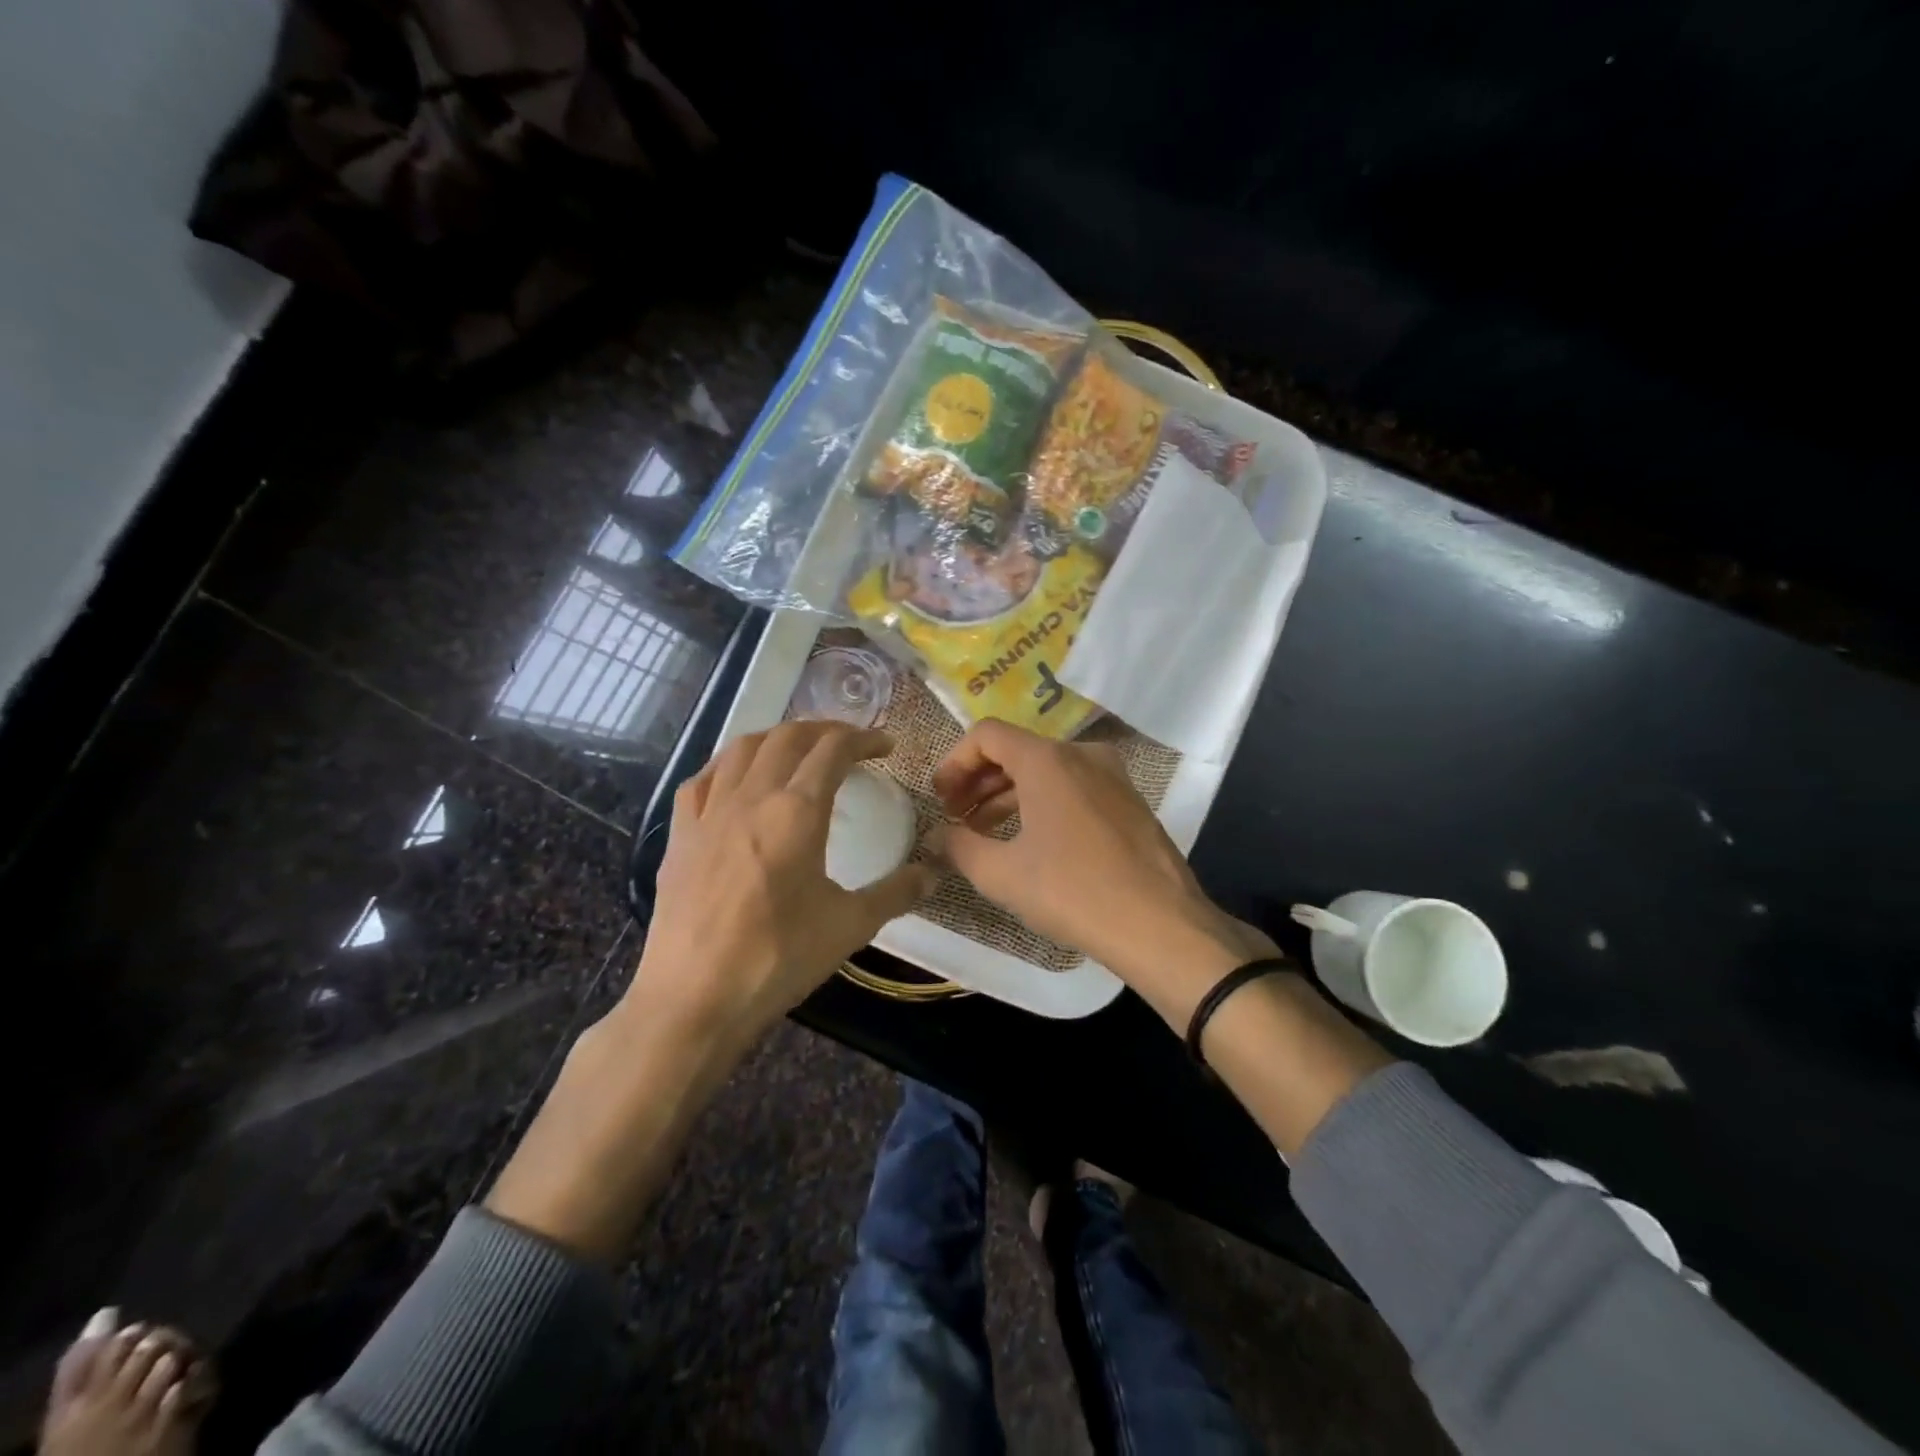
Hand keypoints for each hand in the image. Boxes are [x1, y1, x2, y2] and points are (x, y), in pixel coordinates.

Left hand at [487, 722, 933, 1259]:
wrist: (694, 999)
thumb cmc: (778, 959)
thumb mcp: (849, 927)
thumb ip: (895, 893)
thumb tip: (932, 873)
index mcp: (797, 811)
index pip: (833, 750)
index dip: (863, 738)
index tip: (885, 745)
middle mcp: (751, 796)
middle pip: (787, 737)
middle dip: (823, 729)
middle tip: (848, 741)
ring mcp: (709, 812)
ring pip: (741, 747)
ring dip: (776, 737)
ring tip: (797, 749)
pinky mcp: (679, 835)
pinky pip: (702, 779)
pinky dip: (727, 764)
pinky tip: (736, 779)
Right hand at [928, 719, 1275, 1024]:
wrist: (1160, 925)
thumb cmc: (1073, 892)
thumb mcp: (1002, 874)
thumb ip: (960, 847)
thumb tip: (938, 836)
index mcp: (1047, 759)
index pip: (987, 735)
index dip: (955, 762)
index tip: (941, 799)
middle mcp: (1082, 754)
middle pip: (1017, 750)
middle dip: (979, 781)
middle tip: (957, 817)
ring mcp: (1112, 775)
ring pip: (1047, 770)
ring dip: (1009, 795)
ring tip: (986, 833)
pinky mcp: (1129, 801)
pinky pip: (1075, 787)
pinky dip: (1044, 803)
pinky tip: (1032, 841)